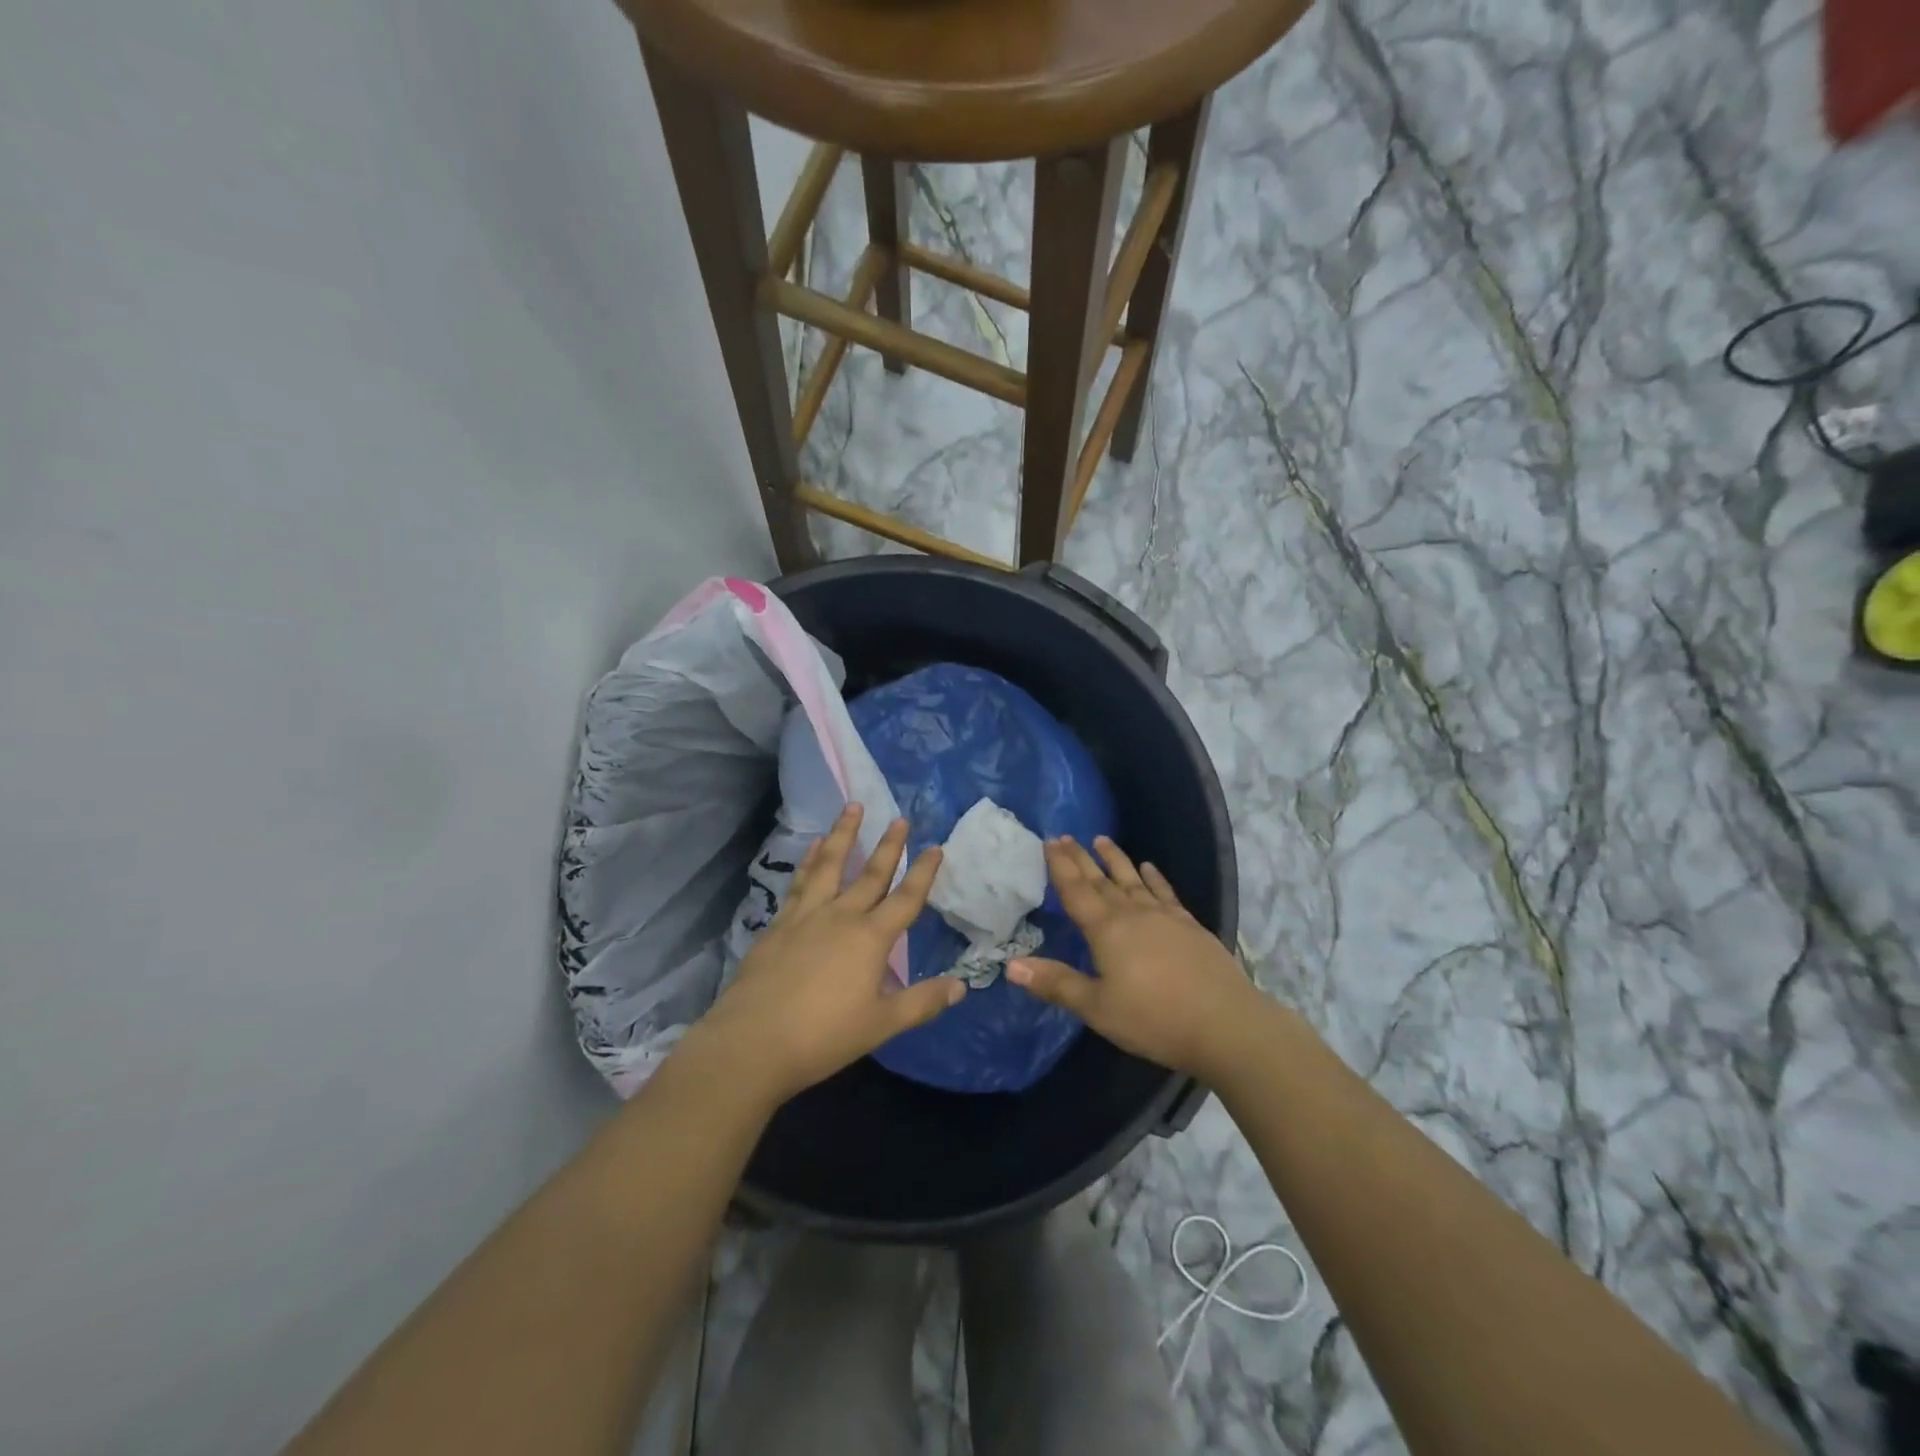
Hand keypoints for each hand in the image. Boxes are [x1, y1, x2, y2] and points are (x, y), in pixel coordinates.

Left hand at [689, 804, 963, 1105]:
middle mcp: (841, 916)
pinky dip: (810, 860)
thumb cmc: (823, 1036)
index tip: (935, 848)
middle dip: (889, 845)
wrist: (753, 1040)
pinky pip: (800, 881)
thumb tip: (961, 986)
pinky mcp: (780, 923)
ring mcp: (807, 915)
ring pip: (831, 865)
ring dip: (844, 835)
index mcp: (871, 938)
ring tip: (852, 807)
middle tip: (899, 818)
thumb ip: (921, 1002)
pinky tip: (814, 846)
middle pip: (870, 874)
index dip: (923, 873)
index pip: (906, 898)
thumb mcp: (881, 1024)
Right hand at [1009, 836, 1256, 1079]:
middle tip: (1066, 836)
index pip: (1076, 891)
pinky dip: (1155, 878)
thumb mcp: (1097, 1008)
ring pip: (1132, 879)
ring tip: (1102, 840)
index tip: (1049, 842)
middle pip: (1101, 880)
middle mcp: (1133, 913)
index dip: (1060, 867)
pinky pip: (1165, 892)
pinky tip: (1150, 868)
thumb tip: (1011, 965)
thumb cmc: (1154, 1018)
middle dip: (1081, 858)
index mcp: (1106, 930)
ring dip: (1115, 860)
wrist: (1225, 1023)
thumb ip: (1056, 983)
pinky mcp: (1189, 925)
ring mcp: (1164, 916)